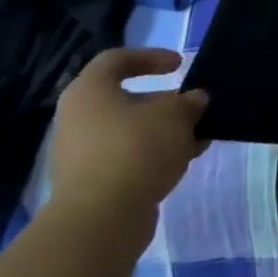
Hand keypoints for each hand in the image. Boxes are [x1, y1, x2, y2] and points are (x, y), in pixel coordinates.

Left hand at [47, 48, 208, 233]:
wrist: (100, 220)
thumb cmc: (136, 149)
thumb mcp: (176, 115)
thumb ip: (190, 101)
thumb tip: (194, 100)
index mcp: (90, 92)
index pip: (116, 59)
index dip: (151, 56)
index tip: (179, 66)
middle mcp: (78, 119)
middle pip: (127, 99)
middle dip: (165, 102)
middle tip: (194, 107)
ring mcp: (81, 154)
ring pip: (130, 131)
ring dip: (164, 131)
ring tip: (198, 137)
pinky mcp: (91, 183)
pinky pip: (127, 157)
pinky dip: (155, 155)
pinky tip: (184, 160)